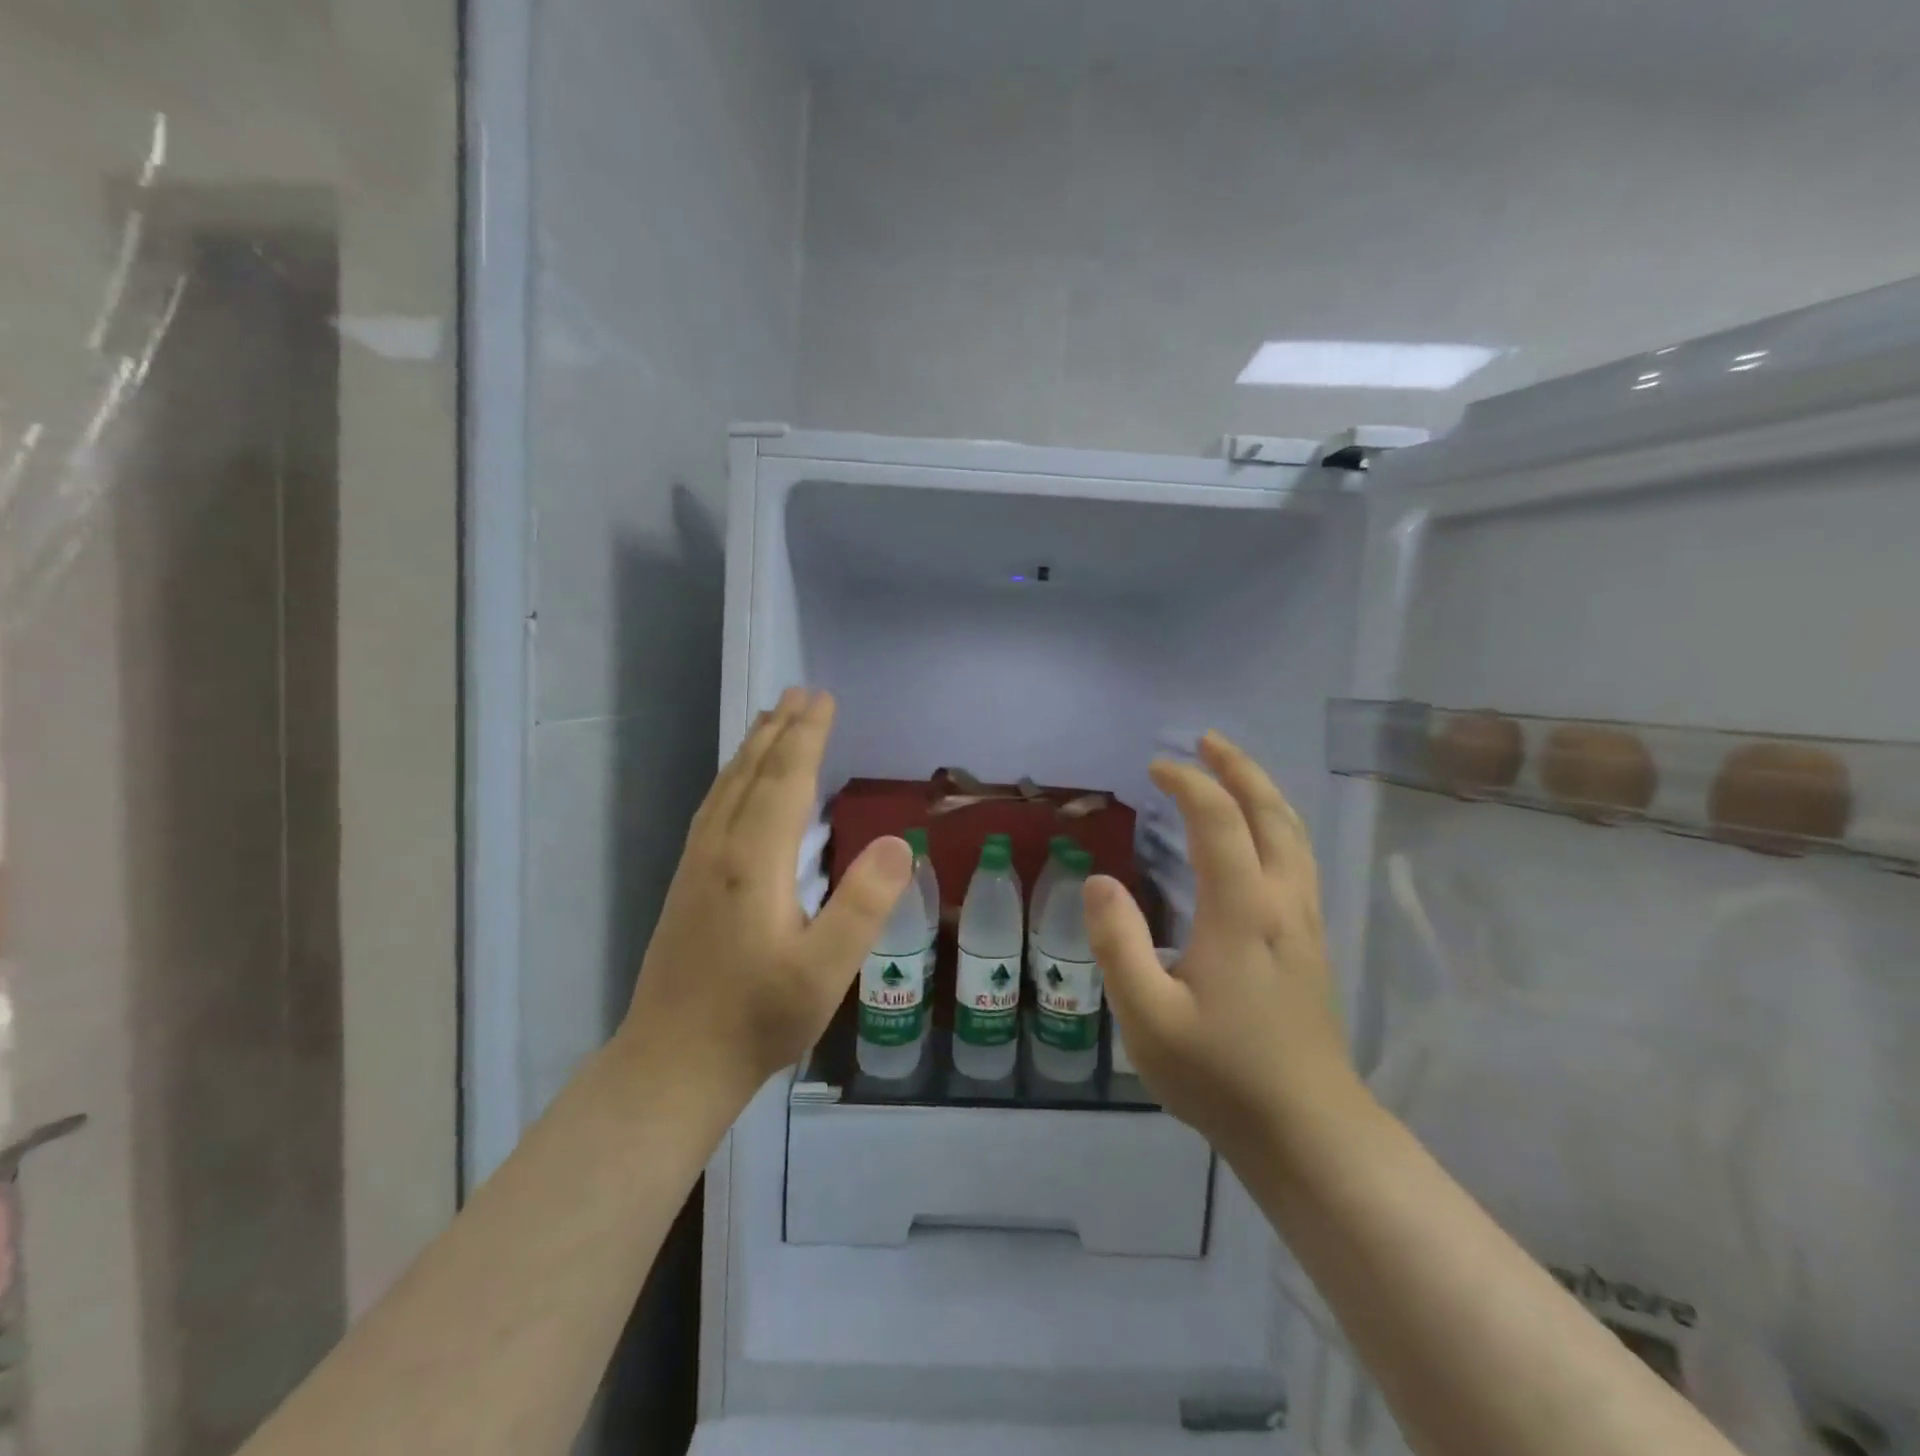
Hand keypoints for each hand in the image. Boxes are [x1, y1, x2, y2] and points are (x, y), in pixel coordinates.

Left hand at [623, 688, 913, 1102]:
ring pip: (726, 788)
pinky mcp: (687, 883)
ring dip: (752, 749)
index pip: (785, 781)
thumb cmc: (757, 1019)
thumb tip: (897, 842)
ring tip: (769, 719)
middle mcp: (720, 850)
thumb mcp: (824, 971)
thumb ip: (863, 905)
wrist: (672, 1063)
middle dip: (779, 730)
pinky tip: (736, 786)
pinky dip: (731, 779)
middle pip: (752, 774)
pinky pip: (712, 808)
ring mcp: (696, 866)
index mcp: (754, 862)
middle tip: (800, 692)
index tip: (823, 698)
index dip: (807, 737)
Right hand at [1085, 731, 1361, 1157]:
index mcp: (1242, 911)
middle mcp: (1282, 903)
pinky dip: (1277, 826)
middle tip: (1207, 741)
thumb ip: (1118, 944)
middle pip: (1271, 814)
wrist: (1308, 1132)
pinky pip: (1299, 860)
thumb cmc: (1221, 1075)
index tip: (1155, 768)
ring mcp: (1305, 923)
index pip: (1219, 821)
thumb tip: (1098, 881)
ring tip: (1234, 772)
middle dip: (1239, 769)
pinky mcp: (1312, 944)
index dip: (1188, 784)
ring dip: (1264, 793)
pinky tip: (1259, 838)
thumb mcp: (1148, 1018)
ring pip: (1294, 835)